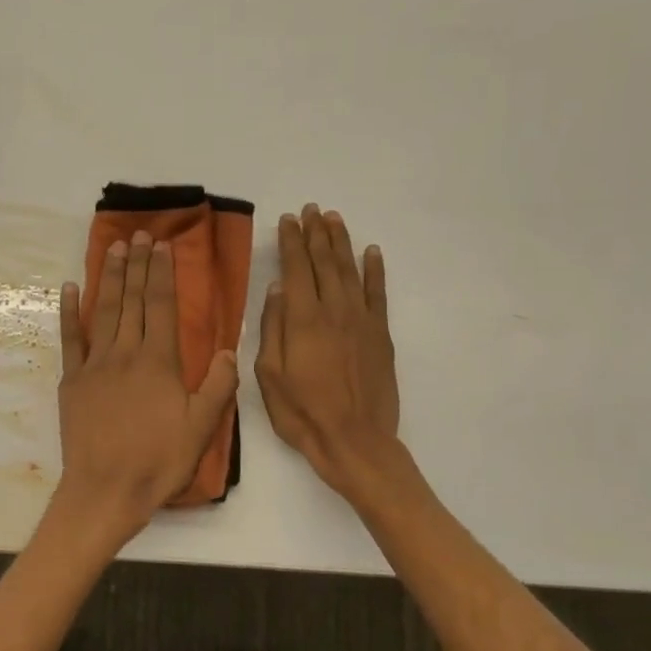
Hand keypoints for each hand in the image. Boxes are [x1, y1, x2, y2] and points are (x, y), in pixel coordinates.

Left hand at [56, 231, 239, 535]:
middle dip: (137, 264)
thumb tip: (231, 349)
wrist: (105, 490)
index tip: (162, 247)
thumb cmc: (158, 461)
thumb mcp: (202, 428)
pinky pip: (71, 338)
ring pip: (104, 311)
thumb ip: (219, 385)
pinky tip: (69, 288)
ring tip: (114, 248)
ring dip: (109, 277)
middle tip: (139, 234)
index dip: (162, 273)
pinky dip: (70, 312)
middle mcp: (126, 353)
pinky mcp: (72, 380)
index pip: (161, 306)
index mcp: (159, 361)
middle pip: (132, 300)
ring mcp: (95, 364)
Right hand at [255, 205, 400, 496]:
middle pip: (324, 262)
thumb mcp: (269, 376)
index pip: (296, 268)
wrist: (355, 441)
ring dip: (341, 242)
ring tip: (334, 219)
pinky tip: (371, 252)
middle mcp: (334, 310)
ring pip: (350, 271)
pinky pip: (378, 293)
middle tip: (311, 209)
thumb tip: (277, 289)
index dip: (292, 241)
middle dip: (316, 233)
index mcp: (303, 320)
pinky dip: (374, 270)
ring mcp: (361, 321)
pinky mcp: (380, 335)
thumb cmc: (303, 413)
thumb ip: (272, 328)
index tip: (288, 219)